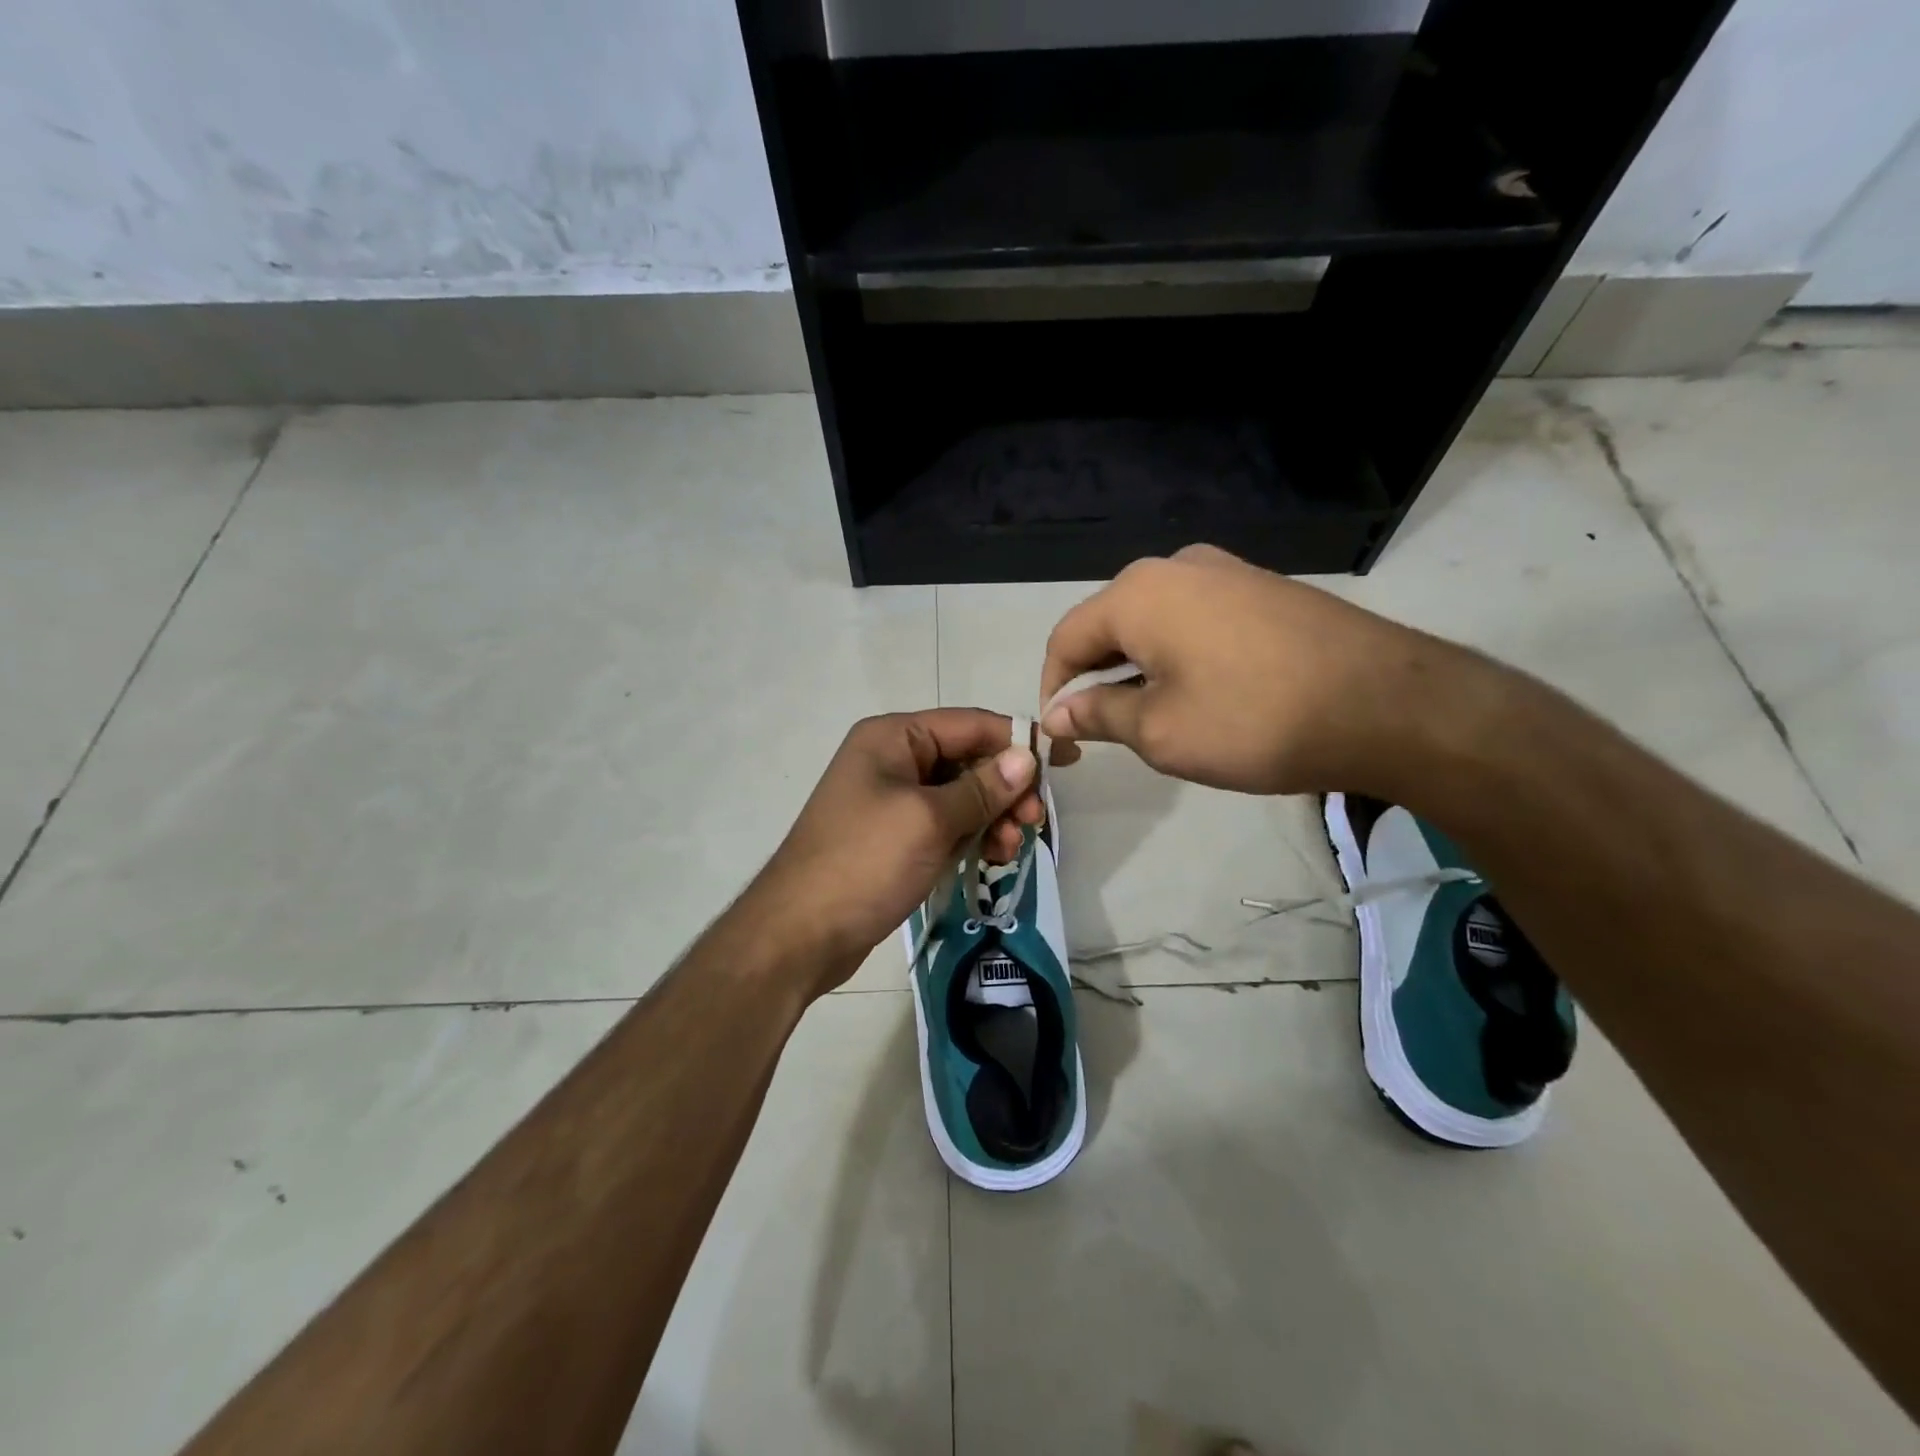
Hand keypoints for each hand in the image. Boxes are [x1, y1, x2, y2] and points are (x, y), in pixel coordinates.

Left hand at [745, 710, 1041, 995]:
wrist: (800, 934)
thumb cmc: (865, 863)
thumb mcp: (929, 820)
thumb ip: (982, 788)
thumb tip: (1026, 757)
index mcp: (893, 737)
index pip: (969, 724)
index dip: (1018, 740)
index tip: (1064, 762)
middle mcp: (892, 759)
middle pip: (967, 760)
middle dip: (1005, 789)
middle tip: (1033, 822)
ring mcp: (892, 800)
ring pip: (960, 797)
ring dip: (992, 818)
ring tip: (1010, 849)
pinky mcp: (894, 837)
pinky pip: (945, 825)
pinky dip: (970, 837)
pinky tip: (991, 858)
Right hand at [1039, 544, 1451, 796]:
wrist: (1386, 703)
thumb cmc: (1253, 720)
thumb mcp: (1160, 731)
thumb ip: (1097, 715)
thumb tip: (1057, 713)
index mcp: (1138, 593)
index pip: (1066, 639)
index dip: (1054, 690)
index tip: (1063, 738)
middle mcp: (1175, 566)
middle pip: (1109, 625)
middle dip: (1096, 679)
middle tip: (1103, 733)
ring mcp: (1225, 570)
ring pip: (1154, 622)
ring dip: (1137, 669)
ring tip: (1153, 718)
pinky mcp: (1262, 587)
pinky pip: (1195, 619)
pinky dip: (1179, 656)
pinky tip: (1201, 693)